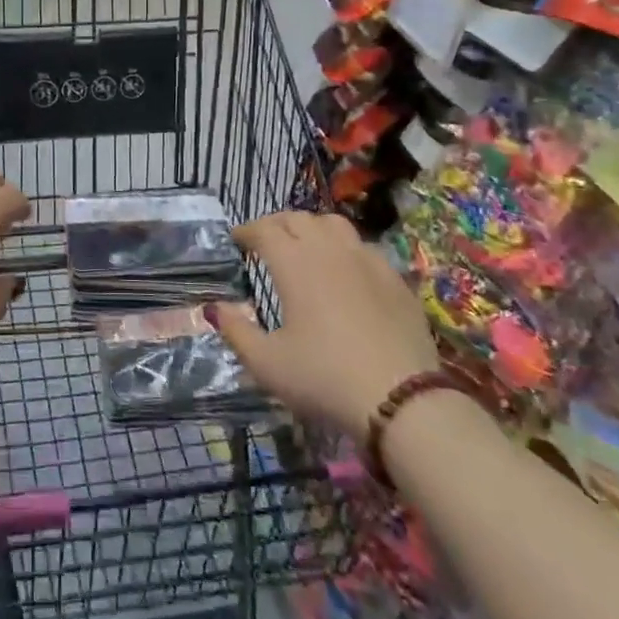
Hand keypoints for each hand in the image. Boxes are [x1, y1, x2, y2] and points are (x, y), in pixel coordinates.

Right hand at [207, 212, 438, 440]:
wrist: (402, 400)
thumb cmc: (324, 378)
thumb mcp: (267, 364)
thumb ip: (236, 331)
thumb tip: (216, 308)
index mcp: (293, 262)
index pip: (263, 229)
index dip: (246, 231)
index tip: (236, 241)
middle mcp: (328, 250)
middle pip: (298, 219)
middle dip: (276, 225)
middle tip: (265, 242)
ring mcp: (366, 260)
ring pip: (334, 224)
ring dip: (312, 228)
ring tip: (305, 246)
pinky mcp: (395, 278)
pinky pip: (363, 247)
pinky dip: (345, 249)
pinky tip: (345, 271)